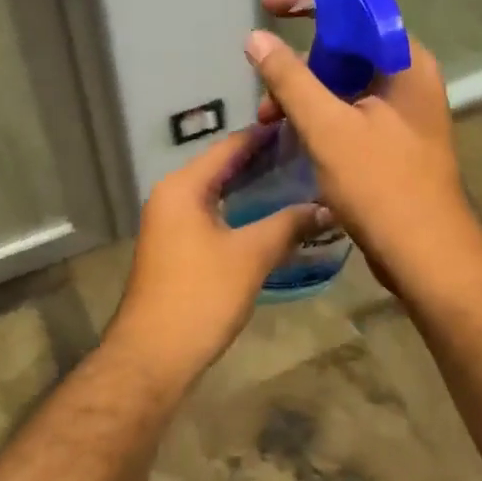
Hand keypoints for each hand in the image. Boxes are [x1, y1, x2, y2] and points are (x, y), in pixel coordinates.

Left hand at [105, 129, 321, 388]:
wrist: (153, 354)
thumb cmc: (201, 296)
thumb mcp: (251, 256)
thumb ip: (289, 224)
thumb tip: (327, 207)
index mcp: (183, 187)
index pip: (230, 147)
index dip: (265, 135)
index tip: (301, 126)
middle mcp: (171, 196)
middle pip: (222, 167)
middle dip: (263, 161)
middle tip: (308, 154)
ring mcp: (169, 223)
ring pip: (217, 193)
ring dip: (252, 188)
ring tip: (297, 180)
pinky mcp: (174, 247)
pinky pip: (211, 215)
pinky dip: (239, 211)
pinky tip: (269, 217)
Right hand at [247, 0, 481, 290]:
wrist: (425, 254)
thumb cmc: (381, 186)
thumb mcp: (327, 127)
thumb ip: (290, 79)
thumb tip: (255, 38)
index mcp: (405, 61)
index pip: (356, 9)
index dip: (310, 1)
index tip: (268, 5)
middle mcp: (409, 78)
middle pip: (348, 47)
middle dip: (300, 62)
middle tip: (265, 87)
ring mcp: (403, 111)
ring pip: (345, 82)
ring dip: (305, 94)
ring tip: (270, 121)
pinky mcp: (393, 140)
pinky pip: (350, 110)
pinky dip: (320, 115)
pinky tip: (293, 134)